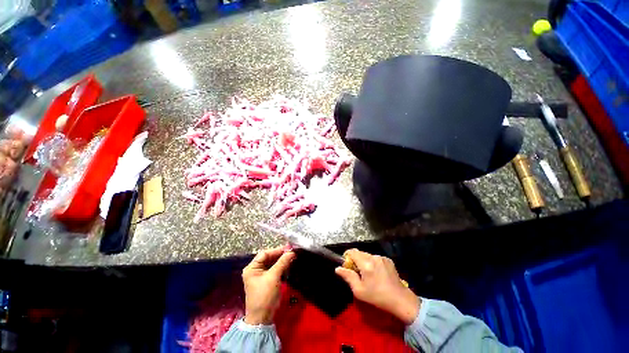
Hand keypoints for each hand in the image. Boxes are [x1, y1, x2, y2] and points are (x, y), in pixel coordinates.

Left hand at [242, 246, 294, 324]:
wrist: (262, 319)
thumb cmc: (265, 296)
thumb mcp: (274, 277)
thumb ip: (282, 262)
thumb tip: (292, 251)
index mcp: (252, 268)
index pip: (265, 253)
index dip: (277, 250)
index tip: (289, 249)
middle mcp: (255, 270)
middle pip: (269, 258)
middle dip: (280, 255)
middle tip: (292, 253)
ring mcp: (261, 276)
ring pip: (273, 263)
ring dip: (282, 261)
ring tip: (292, 258)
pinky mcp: (267, 281)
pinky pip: (275, 270)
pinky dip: (282, 267)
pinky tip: (289, 266)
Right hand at [335, 249, 419, 324]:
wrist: (400, 300)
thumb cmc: (377, 297)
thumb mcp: (359, 290)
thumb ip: (348, 277)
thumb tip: (337, 268)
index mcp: (366, 264)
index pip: (352, 252)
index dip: (347, 256)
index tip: (347, 265)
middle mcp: (374, 257)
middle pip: (360, 253)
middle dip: (355, 260)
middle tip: (357, 272)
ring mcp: (382, 257)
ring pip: (367, 255)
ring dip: (364, 261)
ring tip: (368, 274)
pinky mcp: (388, 259)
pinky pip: (375, 258)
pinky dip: (372, 262)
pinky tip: (377, 273)